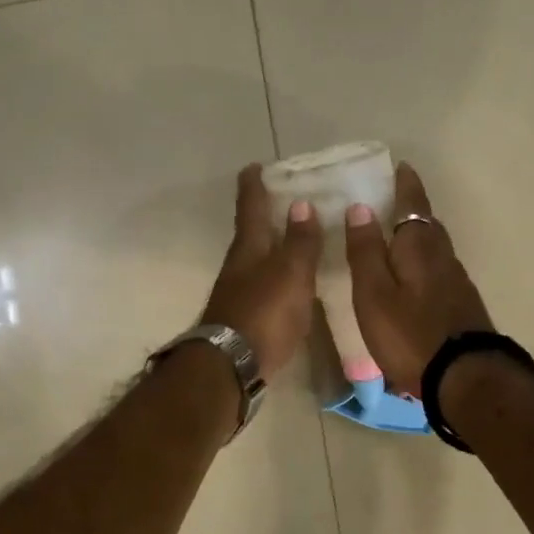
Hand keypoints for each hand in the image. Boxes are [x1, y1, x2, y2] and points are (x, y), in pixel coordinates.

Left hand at [201, 164, 321, 381]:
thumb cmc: (264, 313)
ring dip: (273, 247)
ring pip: (257, 261)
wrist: (232, 366)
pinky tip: (291, 283)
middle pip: (252, 234)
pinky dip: (277, 276)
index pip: (251, 208)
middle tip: (284, 200)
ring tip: (295, 239)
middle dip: (265, 216)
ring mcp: (239, 294)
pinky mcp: (246, 318)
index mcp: (249, 249)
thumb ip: (299, 242)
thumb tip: (301, 205)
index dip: (253, 186)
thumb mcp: (290, 273)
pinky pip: (264, 286)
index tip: (254, 166)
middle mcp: (239, 267)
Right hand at [344, 163, 492, 394]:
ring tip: (398, 239)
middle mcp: (443, 259)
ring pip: (435, 250)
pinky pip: (440, 273)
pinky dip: (425, 265)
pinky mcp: (463, 308)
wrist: (465, 378)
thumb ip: (366, 251)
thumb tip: (361, 208)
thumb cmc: (410, 334)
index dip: (405, 185)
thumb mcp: (374, 294)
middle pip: (428, 226)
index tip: (400, 166)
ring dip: (419, 239)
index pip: (413, 205)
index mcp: (419, 248)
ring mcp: (457, 284)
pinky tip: (415, 280)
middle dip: (412, 210)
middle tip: (393, 201)